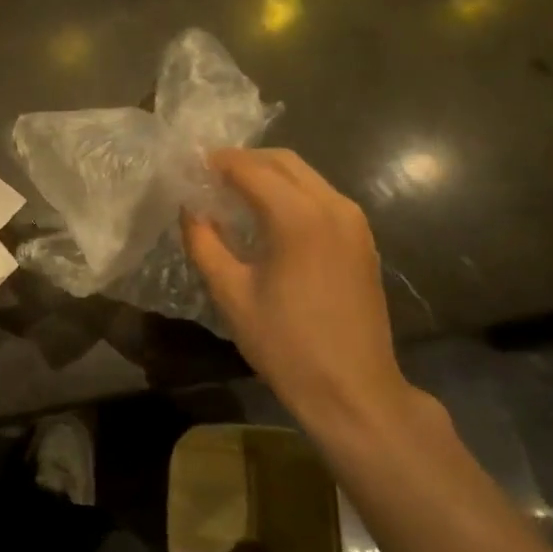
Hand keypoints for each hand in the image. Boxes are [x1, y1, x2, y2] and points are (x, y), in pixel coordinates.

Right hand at [182, 149, 425, 443]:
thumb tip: (190, 210)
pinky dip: (292, 194)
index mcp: (298, 217)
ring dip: (269, 176)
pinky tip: (269, 218)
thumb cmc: (285, 345)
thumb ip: (205, 243)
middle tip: (209, 177)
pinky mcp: (363, 239)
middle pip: (283, 161)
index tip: (189, 166)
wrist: (353, 390)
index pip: (249, 169)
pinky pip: (322, 197)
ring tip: (234, 195)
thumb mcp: (231, 294)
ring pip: (306, 177)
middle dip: (244, 161)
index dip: (216, 162)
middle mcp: (332, 206)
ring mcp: (354, 221)